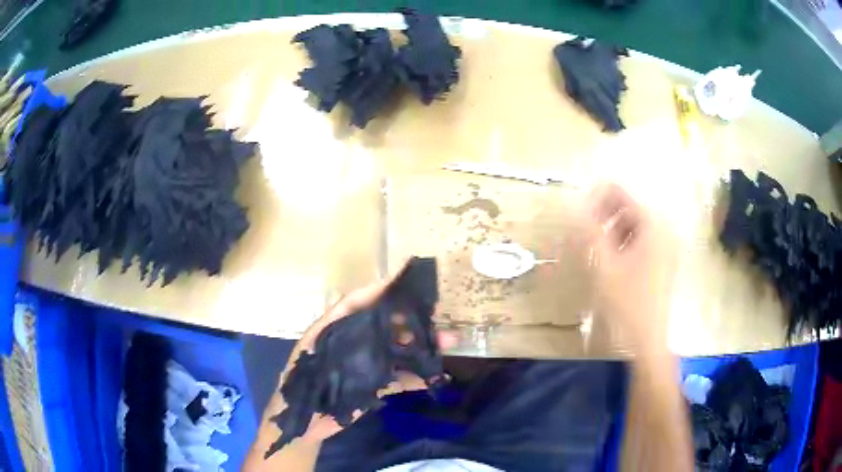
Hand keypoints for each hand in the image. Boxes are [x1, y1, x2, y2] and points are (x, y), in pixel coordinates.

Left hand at [279, 276, 456, 443]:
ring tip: (449, 343)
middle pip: (387, 326)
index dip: (383, 289)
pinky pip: (400, 378)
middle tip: (440, 317)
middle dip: (414, 321)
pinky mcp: (375, 386)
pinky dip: (418, 376)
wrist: (302, 422)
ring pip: (399, 351)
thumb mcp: (312, 345)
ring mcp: (367, 365)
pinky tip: (437, 375)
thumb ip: (336, 320)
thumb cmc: (300, 380)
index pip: (361, 301)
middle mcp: (355, 342)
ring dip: (423, 347)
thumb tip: (368, 295)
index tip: (409, 280)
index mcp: (337, 328)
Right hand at [586, 184, 675, 355]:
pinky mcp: (663, 261)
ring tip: (594, 243)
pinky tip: (611, 256)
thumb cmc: (627, 302)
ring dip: (613, 228)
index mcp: (654, 225)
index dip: (598, 196)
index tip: (577, 206)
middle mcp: (664, 229)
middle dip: (605, 213)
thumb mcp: (604, 265)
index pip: (623, 194)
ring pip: (635, 224)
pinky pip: (642, 240)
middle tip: (583, 227)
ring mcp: (666, 246)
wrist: (646, 340)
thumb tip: (575, 204)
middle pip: (630, 207)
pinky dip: (624, 241)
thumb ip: (590, 231)